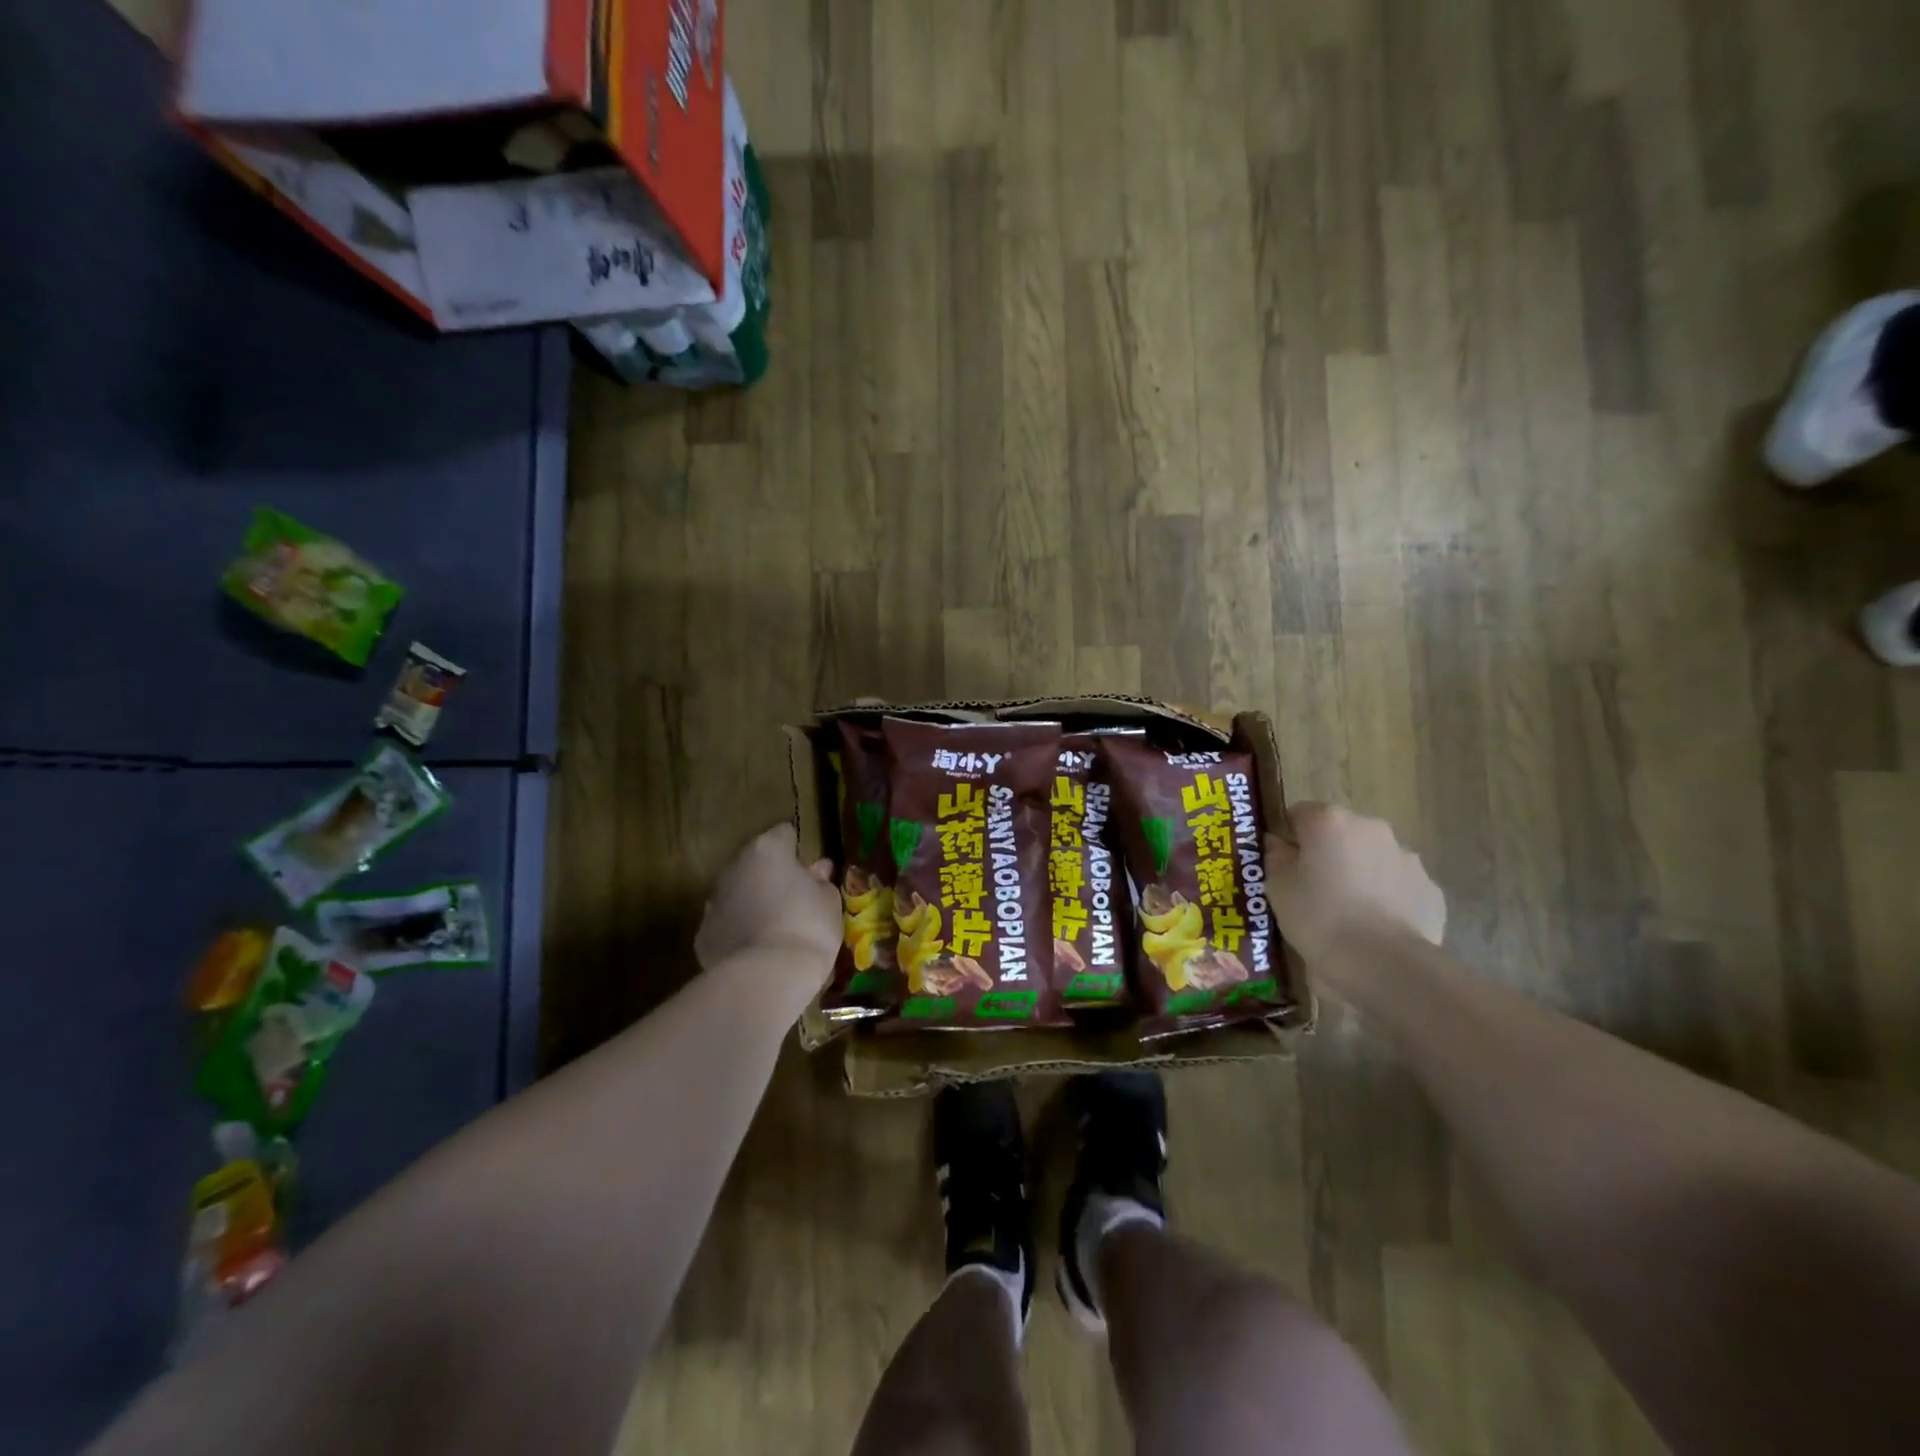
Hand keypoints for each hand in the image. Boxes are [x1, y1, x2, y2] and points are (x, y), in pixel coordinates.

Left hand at [694, 824, 841, 987]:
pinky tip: (756, 950)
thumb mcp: (829, 902)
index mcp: (768, 851)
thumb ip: (822, 881)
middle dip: (772, 875)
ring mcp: (714, 901)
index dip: (798, 849)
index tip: (810, 870)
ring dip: (753, 901)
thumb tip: (818, 870)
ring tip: (775, 927)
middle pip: (756, 862)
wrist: (767, 978)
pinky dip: (738, 931)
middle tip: (794, 899)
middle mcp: (735, 868)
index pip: (784, 833)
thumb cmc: (807, 928)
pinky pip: (725, 924)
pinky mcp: (703, 935)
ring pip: (737, 892)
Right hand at [1264, 803, 1445, 966]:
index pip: (1298, 814)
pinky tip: (1375, 927)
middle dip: (1327, 854)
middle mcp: (1371, 828)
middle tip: (1312, 891)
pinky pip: (1397, 886)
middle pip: (1339, 833)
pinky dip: (1385, 898)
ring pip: (1371, 858)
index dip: (1288, 838)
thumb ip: (1275, 857)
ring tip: (1346, 914)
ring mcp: (1407, 857)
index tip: (1283, 866)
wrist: (1385, 965)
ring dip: (1358, 874)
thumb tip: (1279, 844)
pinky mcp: (1430, 889)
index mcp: (1329, 821)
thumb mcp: (1277, 888)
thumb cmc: (1319, 918)